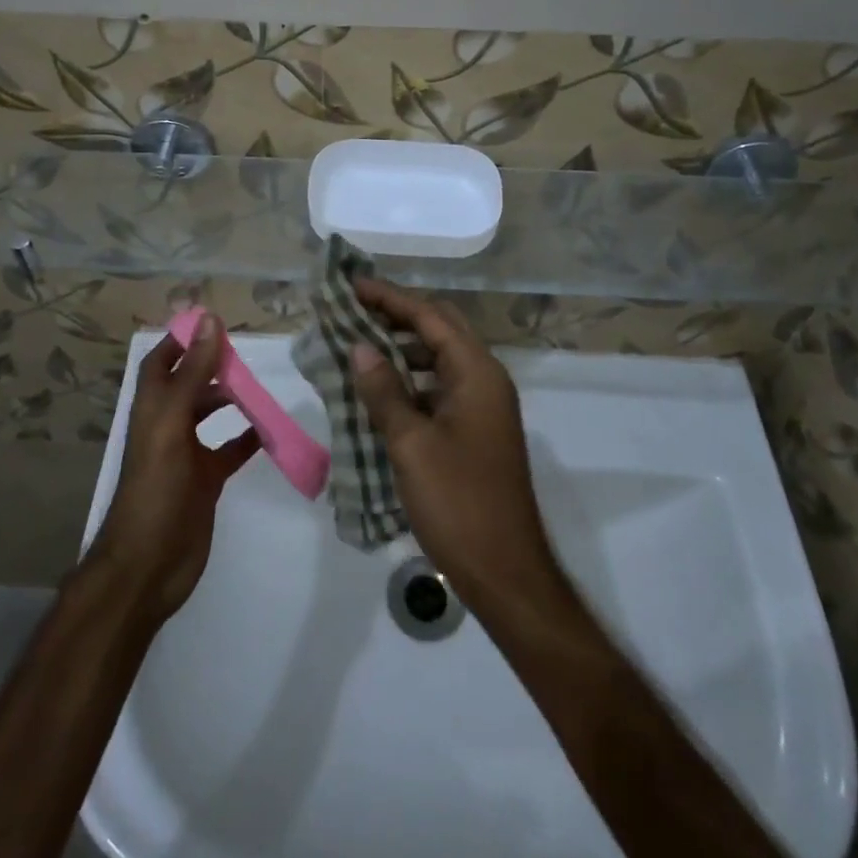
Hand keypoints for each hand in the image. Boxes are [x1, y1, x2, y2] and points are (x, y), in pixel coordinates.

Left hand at [89, 316, 261, 622]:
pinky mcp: (205, 480)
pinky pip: (230, 451)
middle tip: (249, 356)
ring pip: (211, 414)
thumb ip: (193, 373)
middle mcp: (167, 425)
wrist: (148, 567)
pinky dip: (248, 438)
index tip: (215, 322)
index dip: (182, 340)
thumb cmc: (156, 489)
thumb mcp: (172, 423)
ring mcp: (187, 454)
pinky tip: (270, 431)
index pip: (163, 361)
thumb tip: (210, 320)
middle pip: (190, 383)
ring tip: (262, 388)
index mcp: (153, 407)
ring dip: (233, 399)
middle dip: (214, 366)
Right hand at [348, 280, 562, 610]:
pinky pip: (439, 388)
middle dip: (398, 316)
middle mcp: (485, 380)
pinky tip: (379, 391)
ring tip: (359, 346)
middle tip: (354, 311)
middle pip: (440, 330)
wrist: (504, 571)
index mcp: (477, 373)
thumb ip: (384, 391)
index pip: (430, 317)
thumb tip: (359, 347)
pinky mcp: (475, 431)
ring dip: (402, 349)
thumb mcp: (411, 444)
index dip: (390, 298)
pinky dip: (410, 381)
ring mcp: (483, 407)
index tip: (353, 285)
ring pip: (439, 359)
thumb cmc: (458, 502)